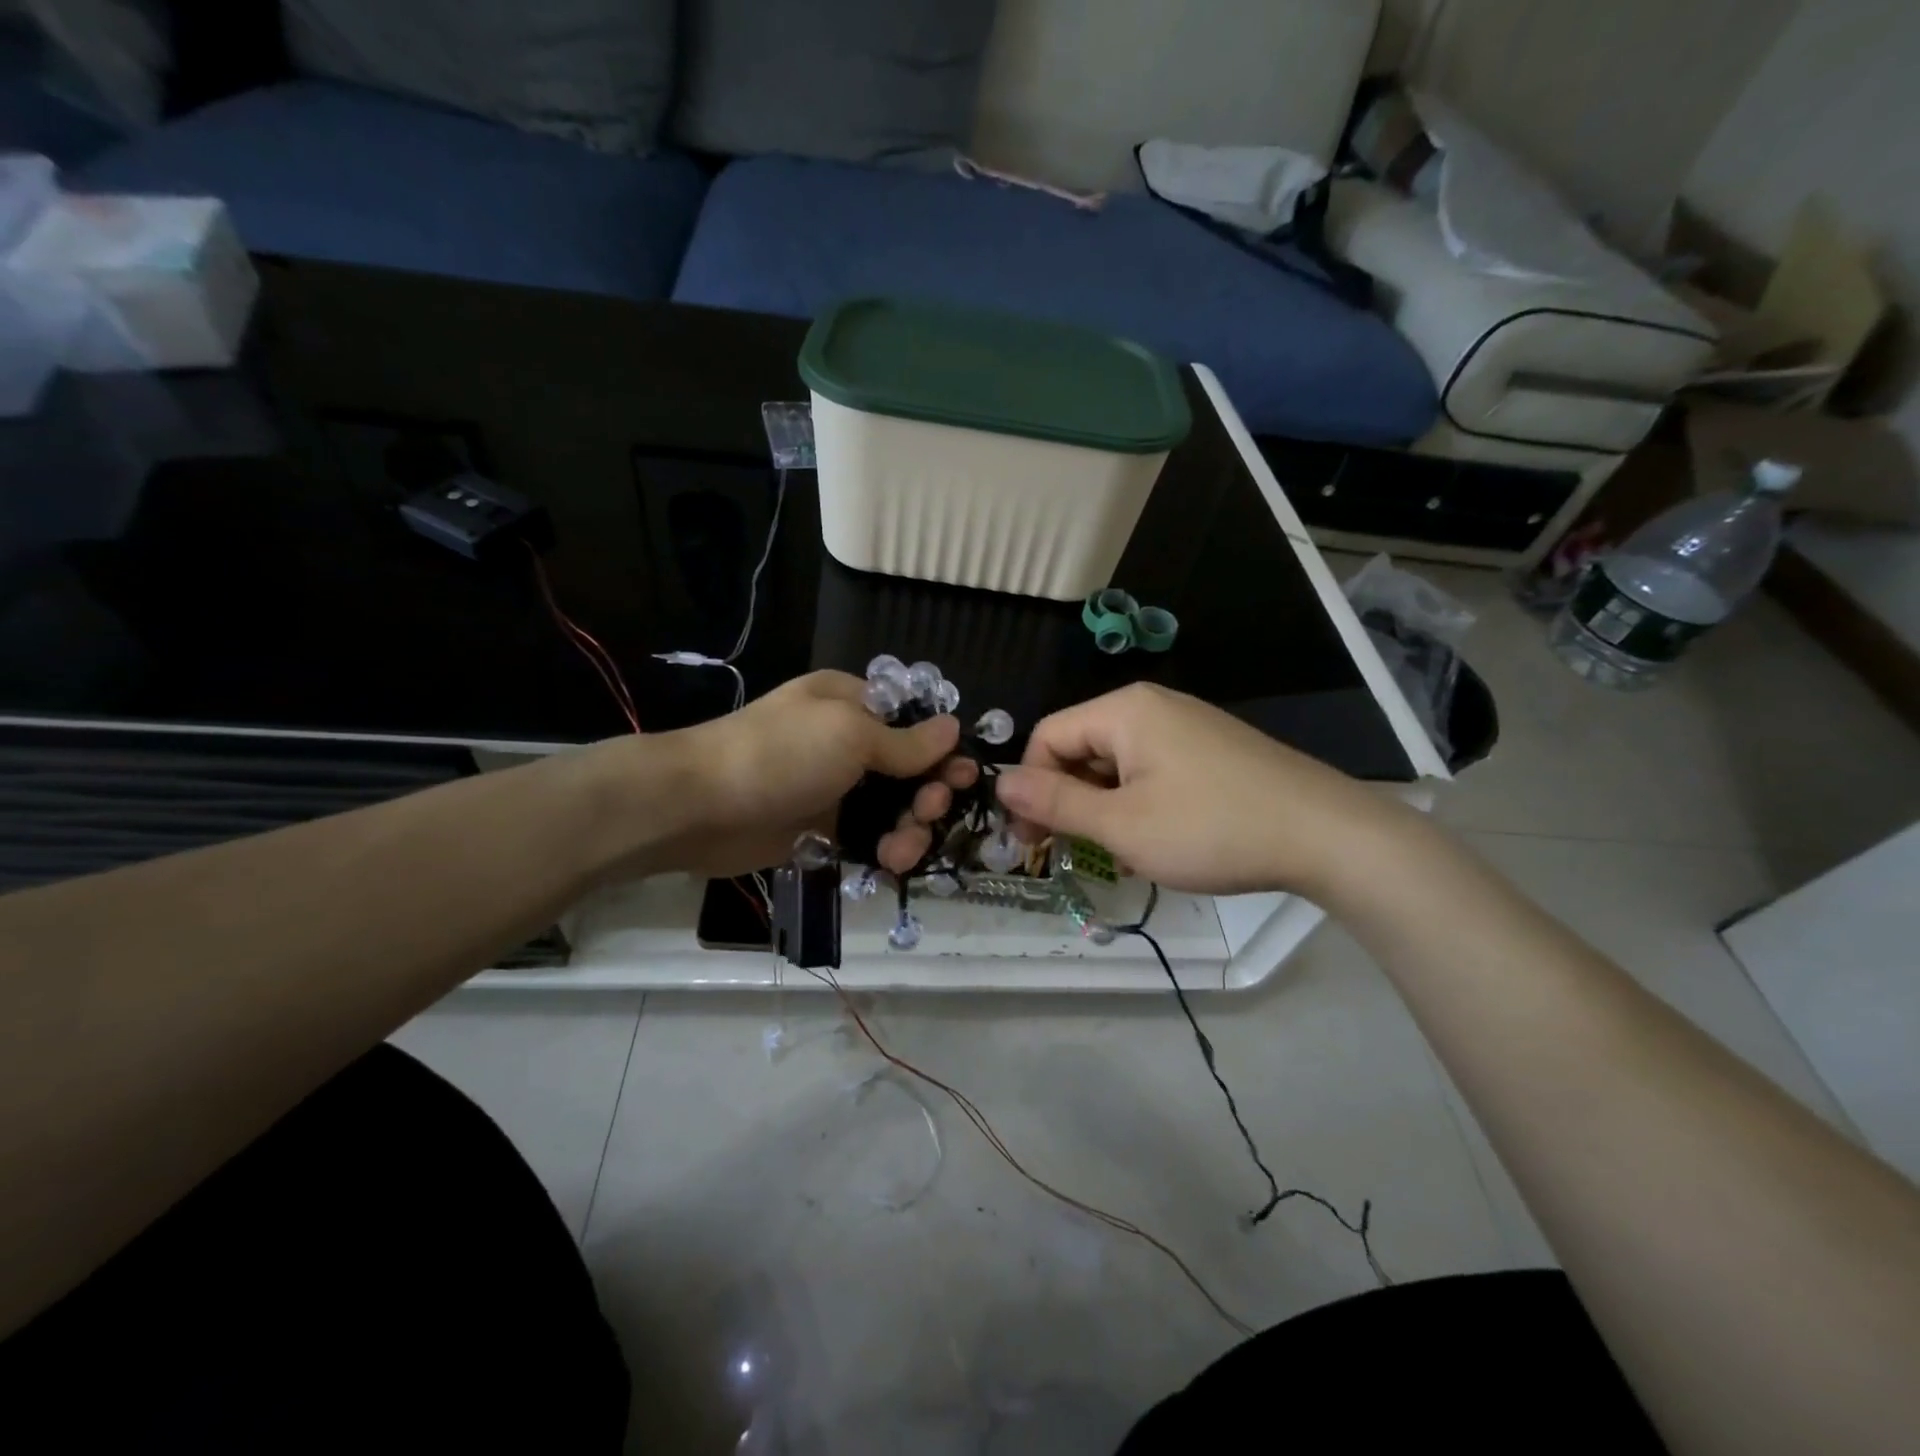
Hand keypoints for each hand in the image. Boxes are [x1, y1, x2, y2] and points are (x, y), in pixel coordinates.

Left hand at [627, 671, 975, 879]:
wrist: (700, 807)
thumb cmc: (780, 755)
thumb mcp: (849, 734)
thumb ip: (905, 741)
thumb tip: (954, 729)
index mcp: (851, 703)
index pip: (913, 723)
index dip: (942, 750)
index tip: (964, 777)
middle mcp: (846, 742)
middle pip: (909, 770)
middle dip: (928, 793)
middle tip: (931, 811)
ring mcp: (833, 788)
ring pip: (891, 809)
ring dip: (909, 828)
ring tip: (903, 850)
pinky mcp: (821, 828)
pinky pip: (867, 837)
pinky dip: (884, 849)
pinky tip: (890, 863)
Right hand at [993, 683, 1407, 896]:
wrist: (1326, 835)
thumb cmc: (1211, 828)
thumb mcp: (1121, 825)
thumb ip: (1056, 802)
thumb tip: (1001, 781)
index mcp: (1124, 711)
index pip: (1047, 736)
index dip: (1030, 786)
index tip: (1032, 840)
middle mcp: (1152, 706)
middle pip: (1082, 747)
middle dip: (1068, 800)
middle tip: (1070, 852)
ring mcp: (1187, 726)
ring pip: (1117, 764)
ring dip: (1103, 808)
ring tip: (1117, 854)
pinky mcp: (1212, 750)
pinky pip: (1153, 770)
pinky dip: (1138, 804)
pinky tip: (1155, 841)